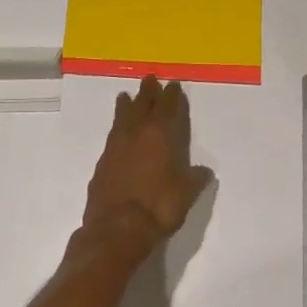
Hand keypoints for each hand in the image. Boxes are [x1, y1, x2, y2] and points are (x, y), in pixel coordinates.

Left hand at [74, 76, 214, 268]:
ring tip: (124, 96)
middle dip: (147, 92)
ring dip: (126, 106)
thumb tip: (204, 171)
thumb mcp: (186, 193)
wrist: (117, 228)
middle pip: (142, 105)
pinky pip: (111, 137)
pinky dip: (116, 129)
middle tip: (149, 78)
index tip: (173, 85)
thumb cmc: (158, 207)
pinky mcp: (102, 164)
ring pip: (121, 118)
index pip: (167, 108)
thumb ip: (194, 179)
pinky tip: (117, 134)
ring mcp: (115, 148)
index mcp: (160, 135)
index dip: (172, 96)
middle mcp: (136, 134)